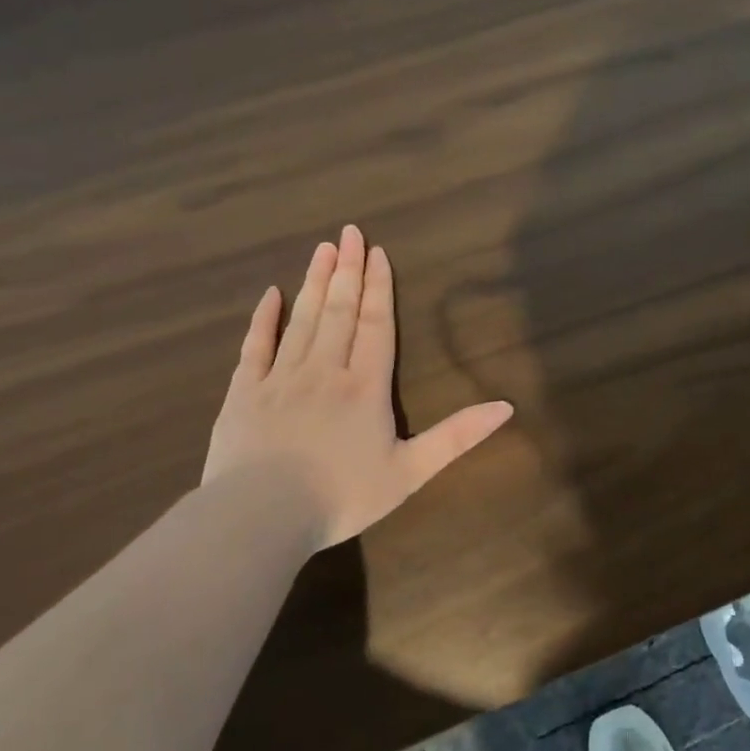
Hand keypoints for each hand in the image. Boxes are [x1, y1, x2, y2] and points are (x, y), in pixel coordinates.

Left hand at [202, 225, 513, 548]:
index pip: (375, 325)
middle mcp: (324, 370)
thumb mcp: (411, 472)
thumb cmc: (341, 496)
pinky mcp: (243, 393)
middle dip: (347, 270)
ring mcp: (280, 378)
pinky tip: (271, 294)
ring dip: (314, 282)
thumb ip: (457, 436)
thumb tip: (507, 406)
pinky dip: (264, 318)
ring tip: (322, 249)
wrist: (260, 519)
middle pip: (339, 311)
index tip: (377, 252)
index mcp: (364, 386)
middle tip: (349, 231)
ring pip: (302, 320)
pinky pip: (254, 346)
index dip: (378, 287)